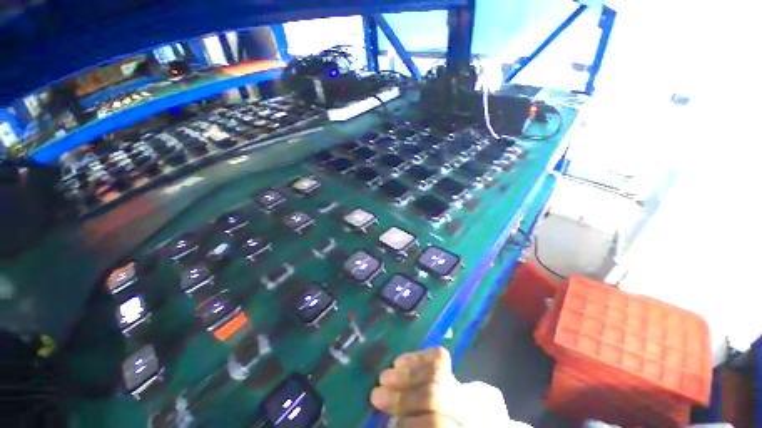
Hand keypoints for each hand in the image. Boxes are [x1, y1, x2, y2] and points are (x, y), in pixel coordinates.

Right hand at [370, 347, 462, 426]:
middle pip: (434, 397)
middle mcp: (466, 410)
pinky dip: (416, 357)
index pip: (437, 423)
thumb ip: (411, 423)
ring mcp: (463, 389)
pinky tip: (398, 362)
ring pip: (436, 372)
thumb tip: (388, 422)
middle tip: (376, 396)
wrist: (458, 424)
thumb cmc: (433, 425)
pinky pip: (438, 357)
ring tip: (383, 377)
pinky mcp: (456, 370)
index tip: (388, 424)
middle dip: (402, 396)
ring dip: (405, 374)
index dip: (409, 424)